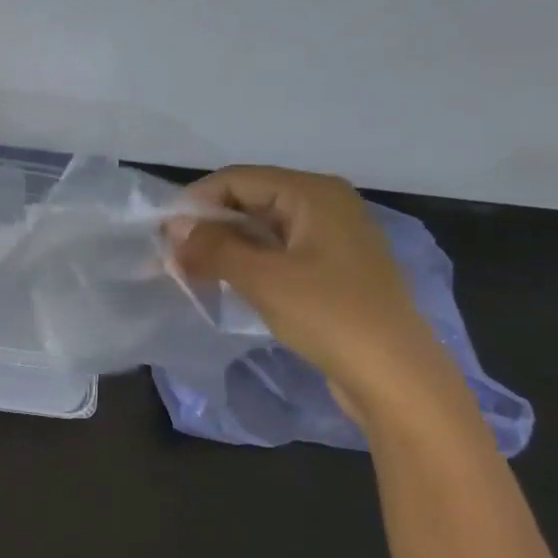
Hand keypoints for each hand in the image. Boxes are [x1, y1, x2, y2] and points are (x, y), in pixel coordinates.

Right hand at [171, 165, 452, 419]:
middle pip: (250, 200)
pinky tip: (224, 282)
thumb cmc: (329, 316)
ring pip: (262, 228)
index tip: (162, 234)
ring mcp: (332, 238)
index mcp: (313, 193)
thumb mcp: (262, 278)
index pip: (238, 180)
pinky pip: (279, 252)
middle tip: (171, 257)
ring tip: (190, 271)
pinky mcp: (332, 269)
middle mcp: (325, 204)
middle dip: (208, 226)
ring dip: (224, 246)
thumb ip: (213, 247)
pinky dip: (248, 262)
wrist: (396, 377)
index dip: (195, 202)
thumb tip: (174, 229)